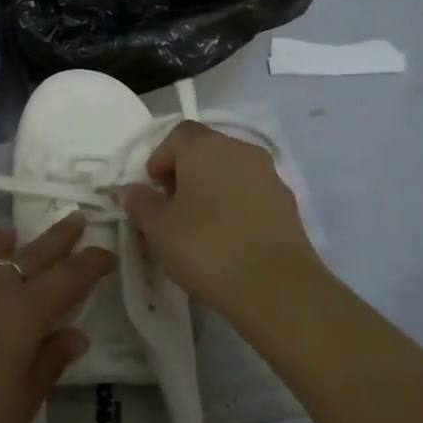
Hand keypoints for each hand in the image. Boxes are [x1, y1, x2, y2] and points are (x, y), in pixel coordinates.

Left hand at [0, 216, 112, 422]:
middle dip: (55, 240)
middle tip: (75, 219)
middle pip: (27, 258)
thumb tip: (76, 334)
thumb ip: (49, 361)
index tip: (107, 252)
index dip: (90, 264)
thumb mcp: (23, 401)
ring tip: (9, 234)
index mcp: (21, 313)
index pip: (66, 280)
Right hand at [120, 121, 324, 320]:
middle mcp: (240, 150)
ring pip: (231, 171)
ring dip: (213, 189)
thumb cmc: (206, 247)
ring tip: (201, 227)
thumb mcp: (157, 229)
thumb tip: (134, 190)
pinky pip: (252, 193)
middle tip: (173, 209)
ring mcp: (270, 175)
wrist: (276, 287)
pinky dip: (237, 205)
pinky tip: (229, 238)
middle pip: (206, 150)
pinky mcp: (288, 203)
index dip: (160, 158)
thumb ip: (140, 203)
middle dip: (186, 173)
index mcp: (206, 147)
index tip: (154, 190)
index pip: (177, 135)